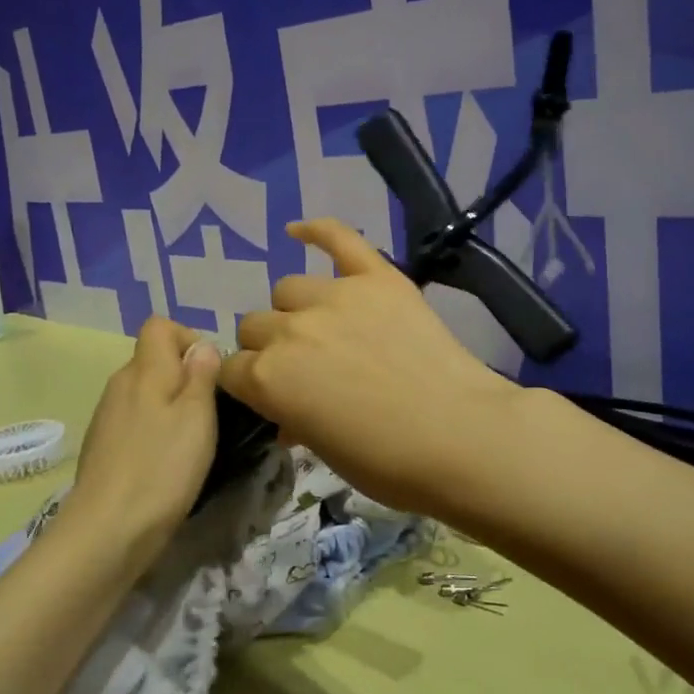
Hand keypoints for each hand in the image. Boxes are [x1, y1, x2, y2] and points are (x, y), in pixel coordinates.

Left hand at [64, 318, 221, 552]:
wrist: (108, 530)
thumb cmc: (163, 467)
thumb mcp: (197, 416)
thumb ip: (201, 374)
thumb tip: (202, 345)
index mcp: (144, 369)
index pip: (159, 326)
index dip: (187, 338)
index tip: (209, 372)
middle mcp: (120, 384)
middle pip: (152, 359)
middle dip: (182, 375)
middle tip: (208, 411)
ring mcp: (106, 416)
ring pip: (143, 392)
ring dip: (168, 405)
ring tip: (190, 439)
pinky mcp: (102, 446)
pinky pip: (133, 420)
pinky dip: (152, 429)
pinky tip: (164, 461)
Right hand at [221, 219, 526, 517]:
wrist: (461, 436)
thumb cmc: (389, 463)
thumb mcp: (325, 452)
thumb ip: (293, 421)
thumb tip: (287, 417)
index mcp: (269, 379)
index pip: (232, 370)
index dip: (247, 384)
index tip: (268, 395)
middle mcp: (290, 330)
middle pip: (254, 325)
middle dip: (268, 348)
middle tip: (302, 368)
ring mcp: (335, 296)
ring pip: (287, 288)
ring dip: (296, 310)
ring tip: (324, 329)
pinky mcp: (377, 277)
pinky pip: (339, 239)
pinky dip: (317, 231)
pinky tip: (298, 231)